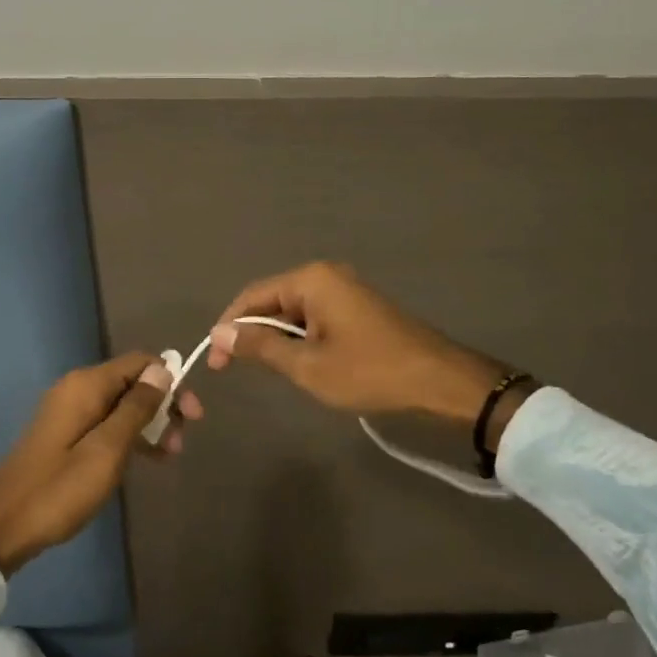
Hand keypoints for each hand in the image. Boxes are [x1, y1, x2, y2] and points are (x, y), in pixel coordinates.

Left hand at [0, 352, 201, 574]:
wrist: (2, 525)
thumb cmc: (60, 487)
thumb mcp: (108, 448)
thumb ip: (137, 407)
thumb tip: (163, 368)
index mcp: (87, 385)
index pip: (141, 362)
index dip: (172, 382)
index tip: (192, 416)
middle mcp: (77, 389)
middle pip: (133, 383)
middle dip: (163, 406)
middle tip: (182, 443)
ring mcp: (69, 412)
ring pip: (121, 405)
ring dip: (149, 425)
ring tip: (169, 456)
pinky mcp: (65, 434)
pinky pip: (106, 423)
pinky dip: (129, 436)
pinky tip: (145, 459)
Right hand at [207, 261, 509, 425]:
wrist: (440, 382)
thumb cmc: (370, 372)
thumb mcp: (307, 365)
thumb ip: (261, 345)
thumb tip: (221, 333)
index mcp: (311, 279)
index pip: (252, 296)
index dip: (229, 326)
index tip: (216, 360)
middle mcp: (326, 275)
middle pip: (272, 300)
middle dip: (251, 332)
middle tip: (234, 369)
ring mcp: (345, 290)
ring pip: (293, 311)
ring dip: (276, 338)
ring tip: (264, 370)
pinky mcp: (358, 308)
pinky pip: (314, 317)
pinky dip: (299, 338)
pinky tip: (297, 362)